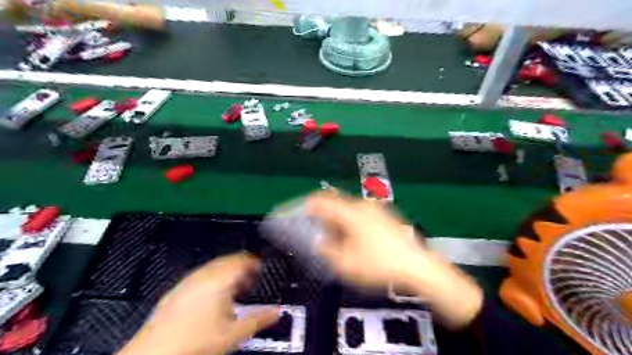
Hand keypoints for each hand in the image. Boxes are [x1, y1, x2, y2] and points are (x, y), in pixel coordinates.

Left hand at [116, 253, 278, 354]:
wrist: (154, 354)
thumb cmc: (193, 343)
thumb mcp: (234, 333)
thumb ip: (259, 319)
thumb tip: (276, 312)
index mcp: (220, 280)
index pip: (243, 260)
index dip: (255, 263)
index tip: (260, 270)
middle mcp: (203, 275)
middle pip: (228, 261)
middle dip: (241, 267)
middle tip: (250, 278)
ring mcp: (187, 281)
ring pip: (213, 267)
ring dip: (227, 272)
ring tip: (233, 287)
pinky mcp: (177, 290)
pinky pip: (200, 275)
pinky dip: (212, 279)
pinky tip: (211, 295)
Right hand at [307, 192, 429, 289]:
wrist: (416, 265)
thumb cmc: (379, 264)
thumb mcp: (346, 263)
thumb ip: (327, 250)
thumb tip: (320, 242)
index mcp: (350, 213)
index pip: (322, 200)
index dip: (308, 205)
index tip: (301, 213)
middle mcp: (362, 205)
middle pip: (336, 202)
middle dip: (324, 215)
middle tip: (319, 231)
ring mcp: (376, 209)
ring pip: (349, 208)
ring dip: (338, 219)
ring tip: (336, 238)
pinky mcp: (385, 215)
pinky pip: (361, 213)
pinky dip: (352, 221)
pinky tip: (355, 237)